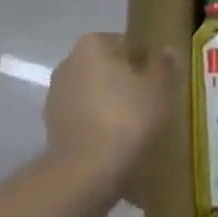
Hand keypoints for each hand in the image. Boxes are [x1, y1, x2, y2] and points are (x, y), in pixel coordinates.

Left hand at [45, 34, 176, 191]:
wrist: (85, 173)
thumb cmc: (126, 119)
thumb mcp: (158, 91)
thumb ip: (164, 67)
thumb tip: (167, 50)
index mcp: (92, 44)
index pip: (125, 44)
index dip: (143, 61)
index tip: (157, 80)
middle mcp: (69, 62)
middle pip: (105, 67)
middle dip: (123, 80)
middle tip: (147, 101)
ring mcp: (56, 95)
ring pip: (92, 92)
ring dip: (108, 102)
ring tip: (131, 125)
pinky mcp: (50, 126)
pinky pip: (82, 116)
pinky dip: (95, 123)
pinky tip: (112, 141)